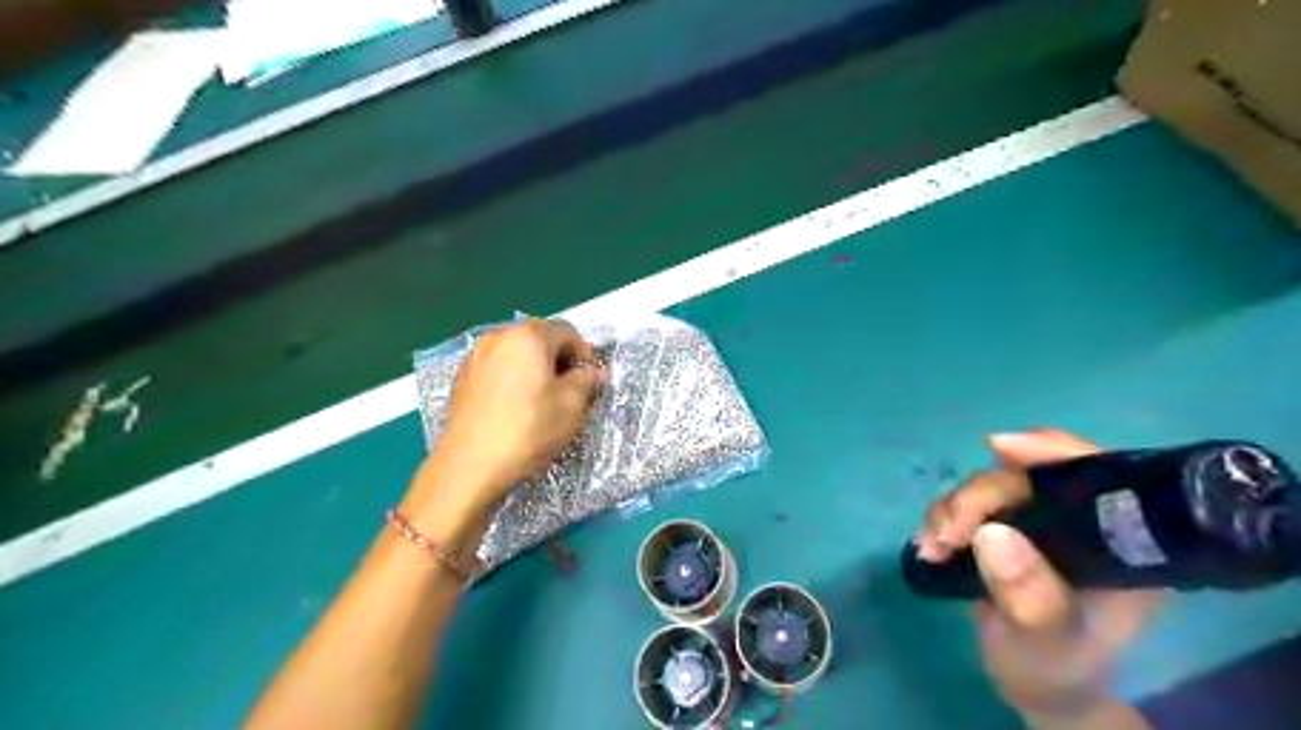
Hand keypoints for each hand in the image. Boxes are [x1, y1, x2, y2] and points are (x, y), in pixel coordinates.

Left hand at [409, 321, 601, 528]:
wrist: (470, 464)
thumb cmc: (528, 429)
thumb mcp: (571, 406)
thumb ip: (586, 380)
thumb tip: (593, 372)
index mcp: (529, 336)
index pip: (567, 331)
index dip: (584, 353)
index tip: (589, 380)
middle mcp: (499, 336)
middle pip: (539, 336)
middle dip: (558, 357)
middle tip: (569, 388)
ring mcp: (476, 355)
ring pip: (515, 351)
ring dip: (534, 366)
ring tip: (541, 397)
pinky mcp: (462, 377)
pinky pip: (496, 366)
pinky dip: (511, 376)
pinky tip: (514, 405)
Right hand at [914, 432, 1159, 719]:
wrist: (1037, 685)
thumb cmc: (1057, 669)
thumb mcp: (1047, 642)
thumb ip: (1030, 597)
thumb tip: (992, 533)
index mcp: (1121, 542)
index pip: (1098, 474)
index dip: (1051, 451)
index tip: (999, 448)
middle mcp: (1083, 521)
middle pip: (1026, 477)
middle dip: (977, 496)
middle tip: (946, 534)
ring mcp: (1041, 522)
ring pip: (990, 486)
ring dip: (953, 508)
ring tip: (933, 547)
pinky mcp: (1008, 527)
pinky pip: (970, 504)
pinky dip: (944, 517)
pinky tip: (931, 543)